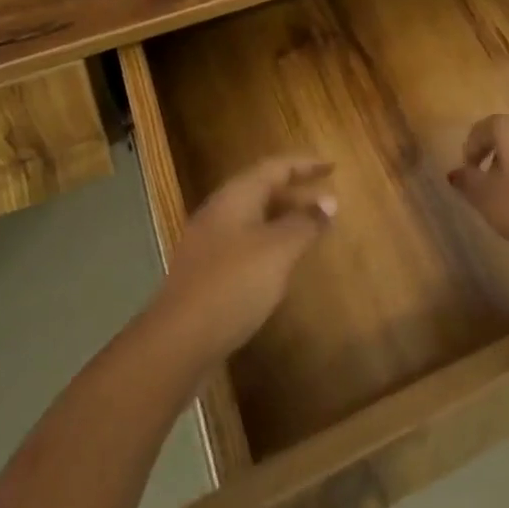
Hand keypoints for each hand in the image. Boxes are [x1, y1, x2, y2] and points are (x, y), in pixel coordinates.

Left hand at [156, 158, 334, 363]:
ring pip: (253, 217)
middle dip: (296, 192)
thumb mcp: (278, 250)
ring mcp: (209, 242)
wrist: (176, 342)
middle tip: (327, 200)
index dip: (305, 165)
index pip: (275, 167)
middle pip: (262, 189)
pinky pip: (245, 242)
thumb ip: (305, 223)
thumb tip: (330, 201)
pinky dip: (269, 242)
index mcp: (236, 196)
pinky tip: (280, 264)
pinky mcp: (206, 272)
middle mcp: (220, 210)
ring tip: (310, 229)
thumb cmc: (233, 284)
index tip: (332, 167)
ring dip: (283, 218)